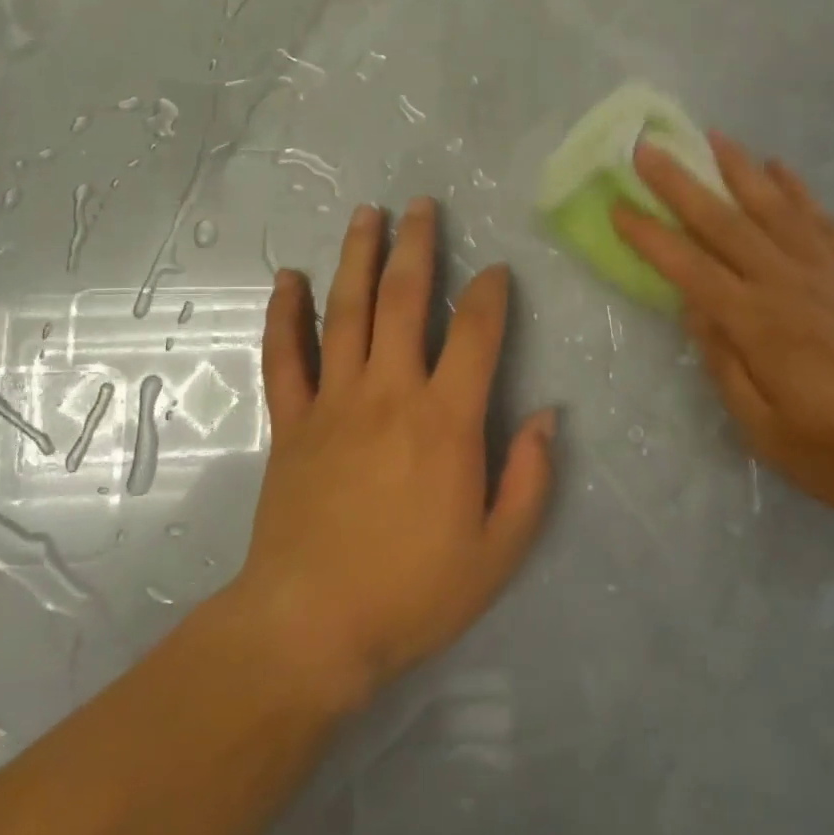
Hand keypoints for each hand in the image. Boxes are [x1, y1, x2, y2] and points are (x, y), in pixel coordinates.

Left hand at [229, 198, 555, 706]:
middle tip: (422, 205)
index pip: (475, 333)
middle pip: (404, 300)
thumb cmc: (413, 592)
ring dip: (356, 258)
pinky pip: (285, 357)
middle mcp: (390, 393)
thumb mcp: (498, 551)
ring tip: (366, 215)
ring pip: (345, 312)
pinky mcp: (291, 422)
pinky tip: (288, 278)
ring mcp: (333, 402)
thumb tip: (549, 415)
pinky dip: (285, 315)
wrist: (310, 629)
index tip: (496, 270)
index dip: (490, 293)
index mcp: (446, 420)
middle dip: (417, 246)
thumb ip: (530, 479)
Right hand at [612, 134, 833, 520]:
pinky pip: (821, 221)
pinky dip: (798, 191)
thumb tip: (694, 309)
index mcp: (757, 323)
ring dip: (740, 169)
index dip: (650, 237)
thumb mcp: (765, 430)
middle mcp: (787, 283)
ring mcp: (827, 273)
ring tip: (714, 137)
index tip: (619, 207)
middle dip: (681, 184)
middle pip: (724, 223)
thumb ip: (725, 364)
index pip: (690, 268)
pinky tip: (781, 170)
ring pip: (774, 208)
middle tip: (649, 149)